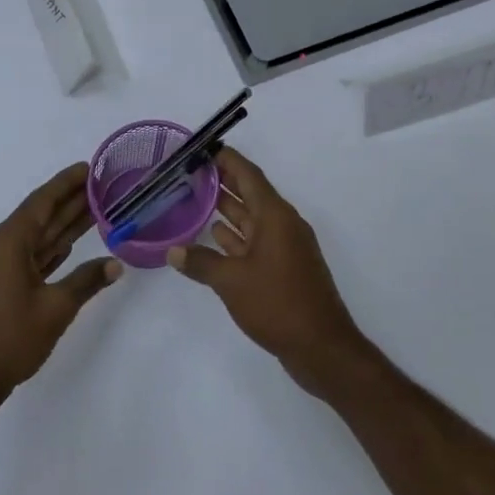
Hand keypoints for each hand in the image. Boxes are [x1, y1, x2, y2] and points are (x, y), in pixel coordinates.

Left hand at [0, 163, 122, 413]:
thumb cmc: (8, 340)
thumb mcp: (55, 309)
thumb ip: (86, 281)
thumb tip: (115, 265)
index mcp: (7, 242)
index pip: (42, 202)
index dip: (67, 183)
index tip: (89, 168)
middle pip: (39, 217)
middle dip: (70, 202)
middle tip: (103, 187)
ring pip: (35, 238)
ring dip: (62, 226)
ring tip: (96, 211)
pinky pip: (27, 257)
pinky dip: (49, 249)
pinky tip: (69, 245)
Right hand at [167, 148, 370, 395]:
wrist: (321, 347)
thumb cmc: (278, 304)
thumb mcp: (232, 281)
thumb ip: (201, 262)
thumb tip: (173, 250)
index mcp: (276, 216)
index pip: (249, 175)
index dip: (227, 159)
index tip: (202, 148)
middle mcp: (282, 225)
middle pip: (250, 193)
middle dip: (222, 181)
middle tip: (189, 172)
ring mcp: (284, 248)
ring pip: (251, 220)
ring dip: (226, 209)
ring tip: (193, 199)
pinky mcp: (283, 269)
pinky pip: (254, 242)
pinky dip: (234, 238)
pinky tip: (213, 238)